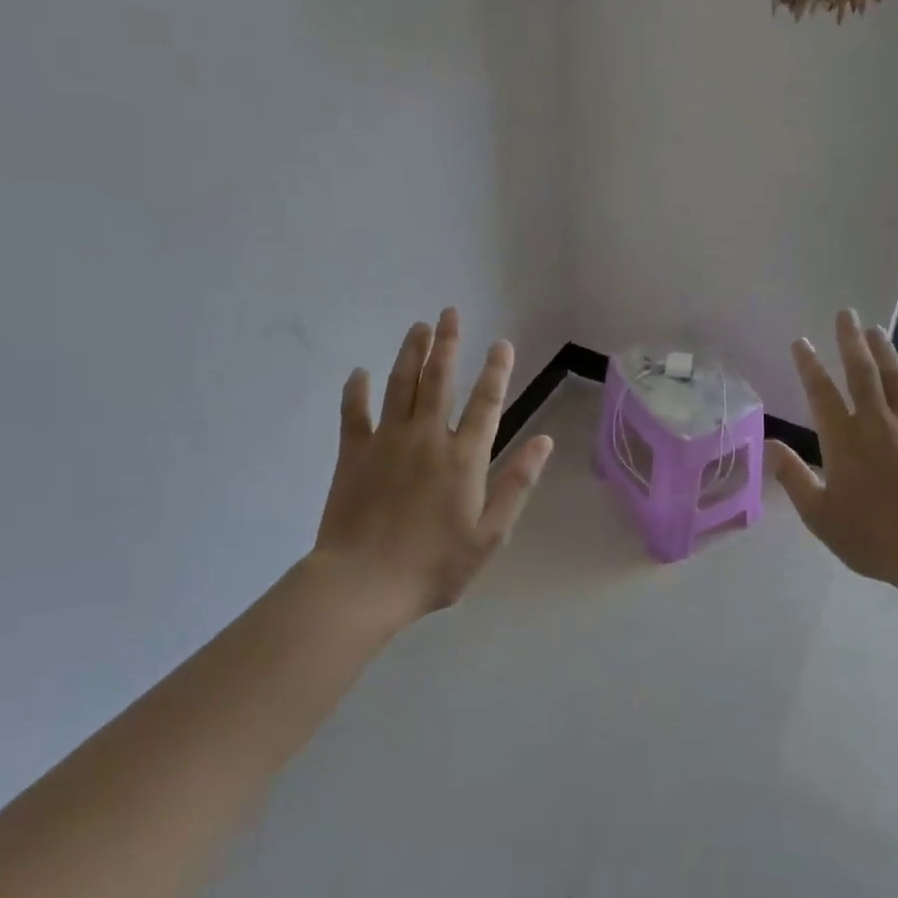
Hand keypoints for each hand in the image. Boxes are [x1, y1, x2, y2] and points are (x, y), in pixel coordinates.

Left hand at [311, 309, 553, 621]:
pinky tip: (359, 372)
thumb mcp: (490, 534)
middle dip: (448, 343)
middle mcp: (427, 437)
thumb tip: (543, 441)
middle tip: (450, 313)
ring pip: (400, 385)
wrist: (363, 584)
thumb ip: (517, 483)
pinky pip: (354, 413)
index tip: (501, 343)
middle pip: (439, 379)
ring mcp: (387, 442)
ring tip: (419, 326)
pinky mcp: (353, 454)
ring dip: (410, 353)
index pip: (486, 401)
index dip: (496, 370)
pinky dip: (356, 390)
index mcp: (464, 457)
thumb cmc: (434, 565)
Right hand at [767, 309, 897, 595]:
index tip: (799, 342)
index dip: (808, 364)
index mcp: (844, 440)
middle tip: (845, 313)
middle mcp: (877, 423)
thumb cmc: (872, 536)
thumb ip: (794, 478)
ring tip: (875, 328)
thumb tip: (772, 444)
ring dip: (884, 350)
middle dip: (850, 340)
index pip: (821, 392)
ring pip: (896, 377)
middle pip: (862, 371)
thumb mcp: (820, 516)